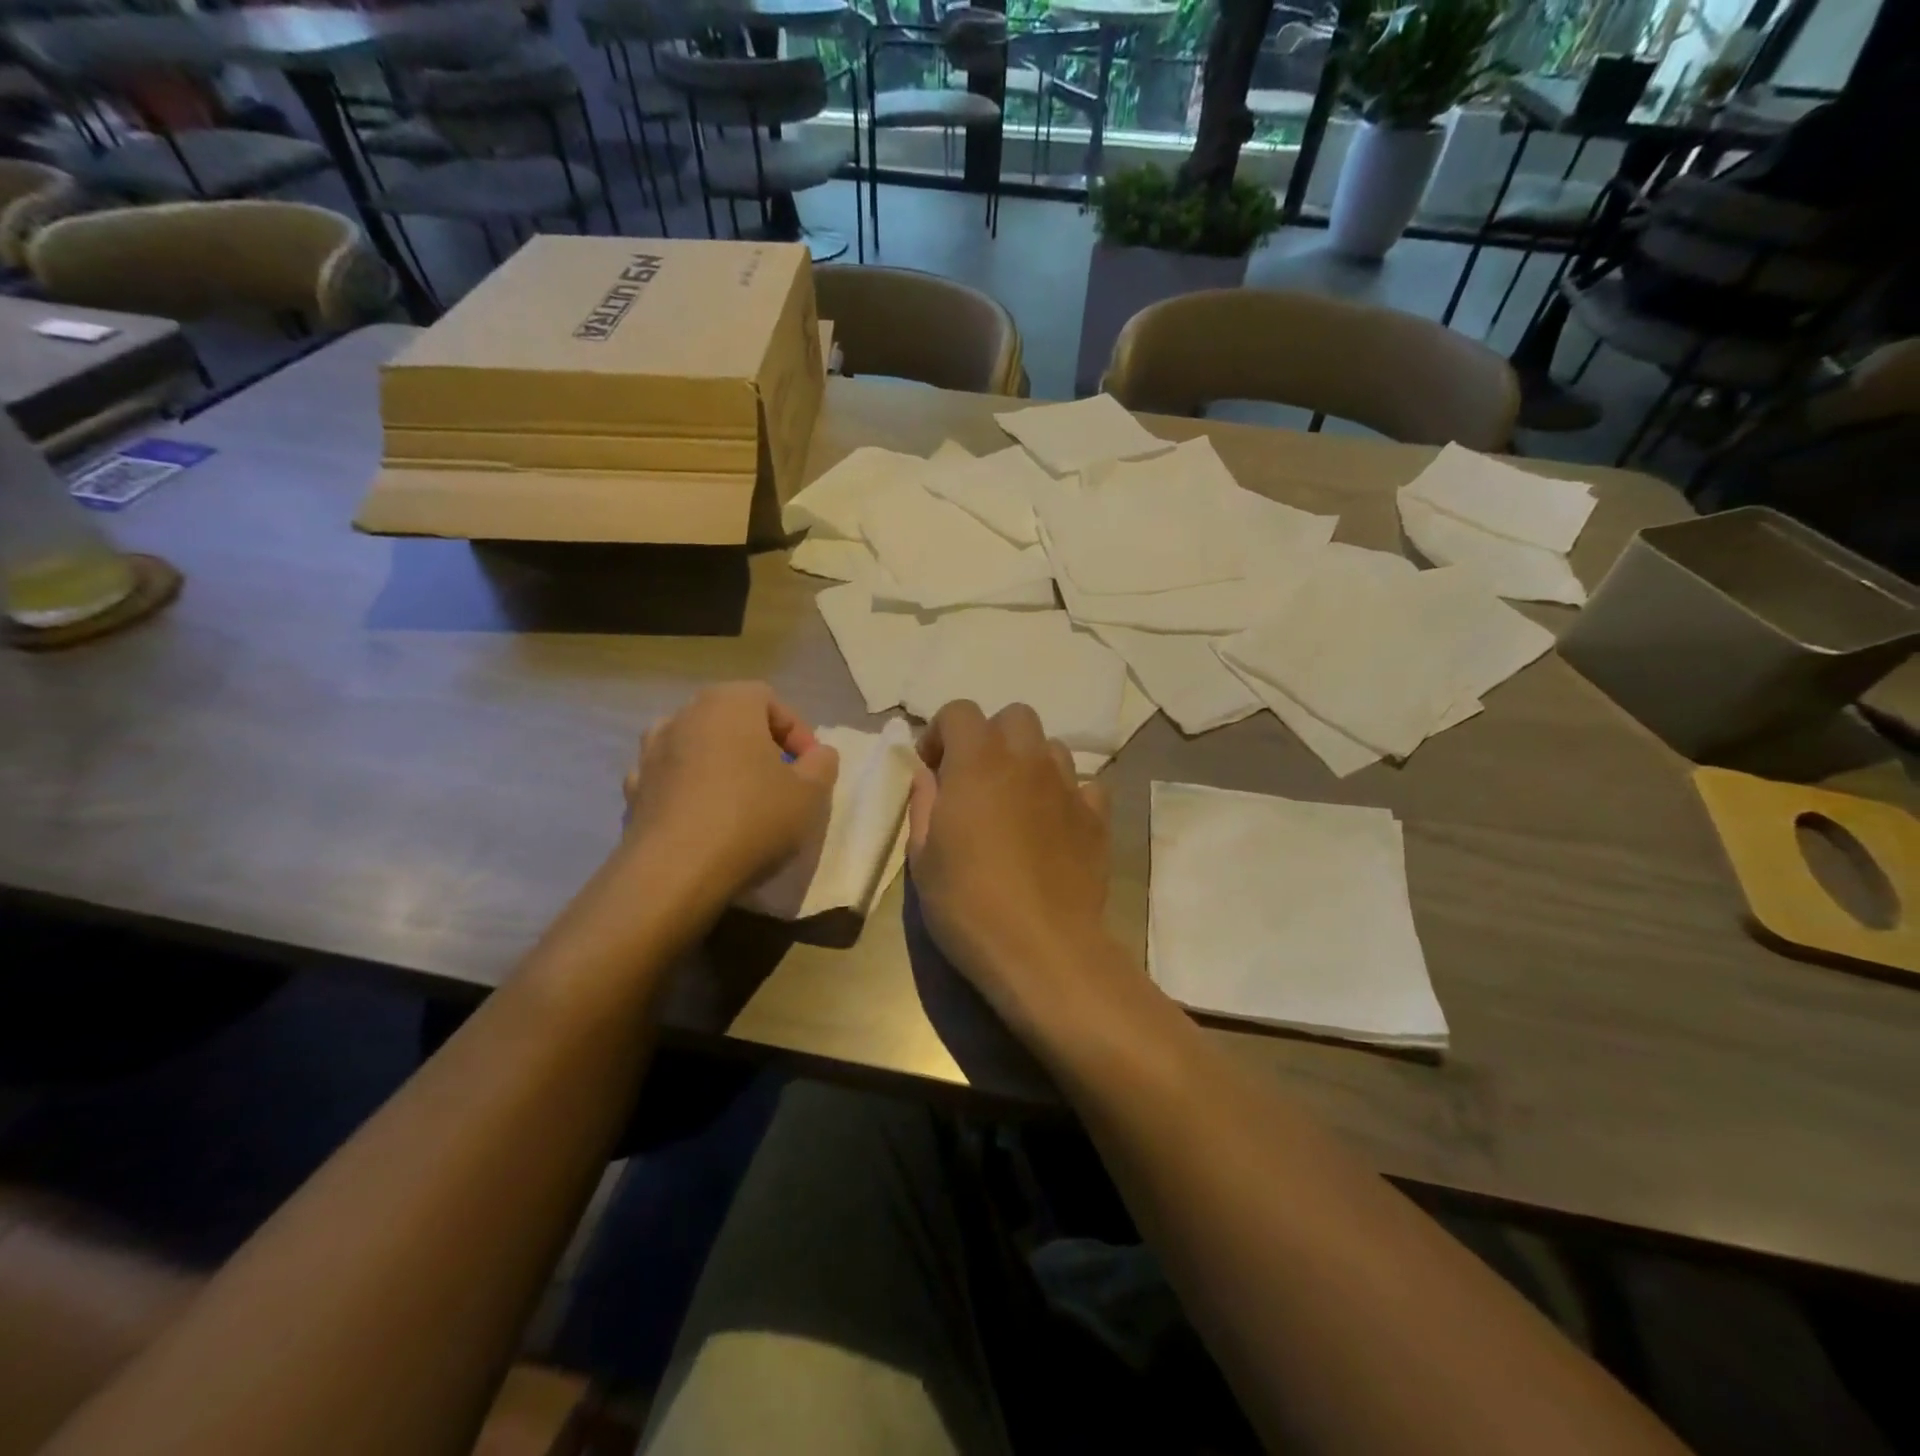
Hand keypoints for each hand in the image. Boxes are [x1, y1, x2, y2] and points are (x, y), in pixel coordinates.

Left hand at [621, 683, 837, 899]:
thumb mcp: (810, 793)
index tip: (810, 766)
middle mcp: (683, 717)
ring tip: (739, 797)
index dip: (797, 731)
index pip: (769, 699)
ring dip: (719, 764)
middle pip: (729, 719)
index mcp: (728, 705)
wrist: (675, 873)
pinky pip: (670, 779)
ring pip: (696, 746)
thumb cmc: (752, 819)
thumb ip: (822, 764)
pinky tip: (705, 820)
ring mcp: (651, 753)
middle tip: (780, 779)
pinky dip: (689, 790)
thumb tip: (817, 754)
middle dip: (758, 745)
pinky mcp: (633, 791)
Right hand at [907, 701, 1117, 1037]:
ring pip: (1051, 747)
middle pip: (1014, 717)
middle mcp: (1027, 761)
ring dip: (1029, 762)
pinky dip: (1066, 795)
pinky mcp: (1097, 817)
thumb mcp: (923, 858)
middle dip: (991, 737)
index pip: (960, 711)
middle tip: (977, 779)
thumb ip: (924, 805)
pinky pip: (1084, 785)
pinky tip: (1054, 825)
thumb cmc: (968, 903)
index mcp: (978, 763)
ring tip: (1017, 802)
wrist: (1043, 948)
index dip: (941, 732)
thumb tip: (928, 775)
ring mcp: (1067, 787)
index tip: (933, 769)